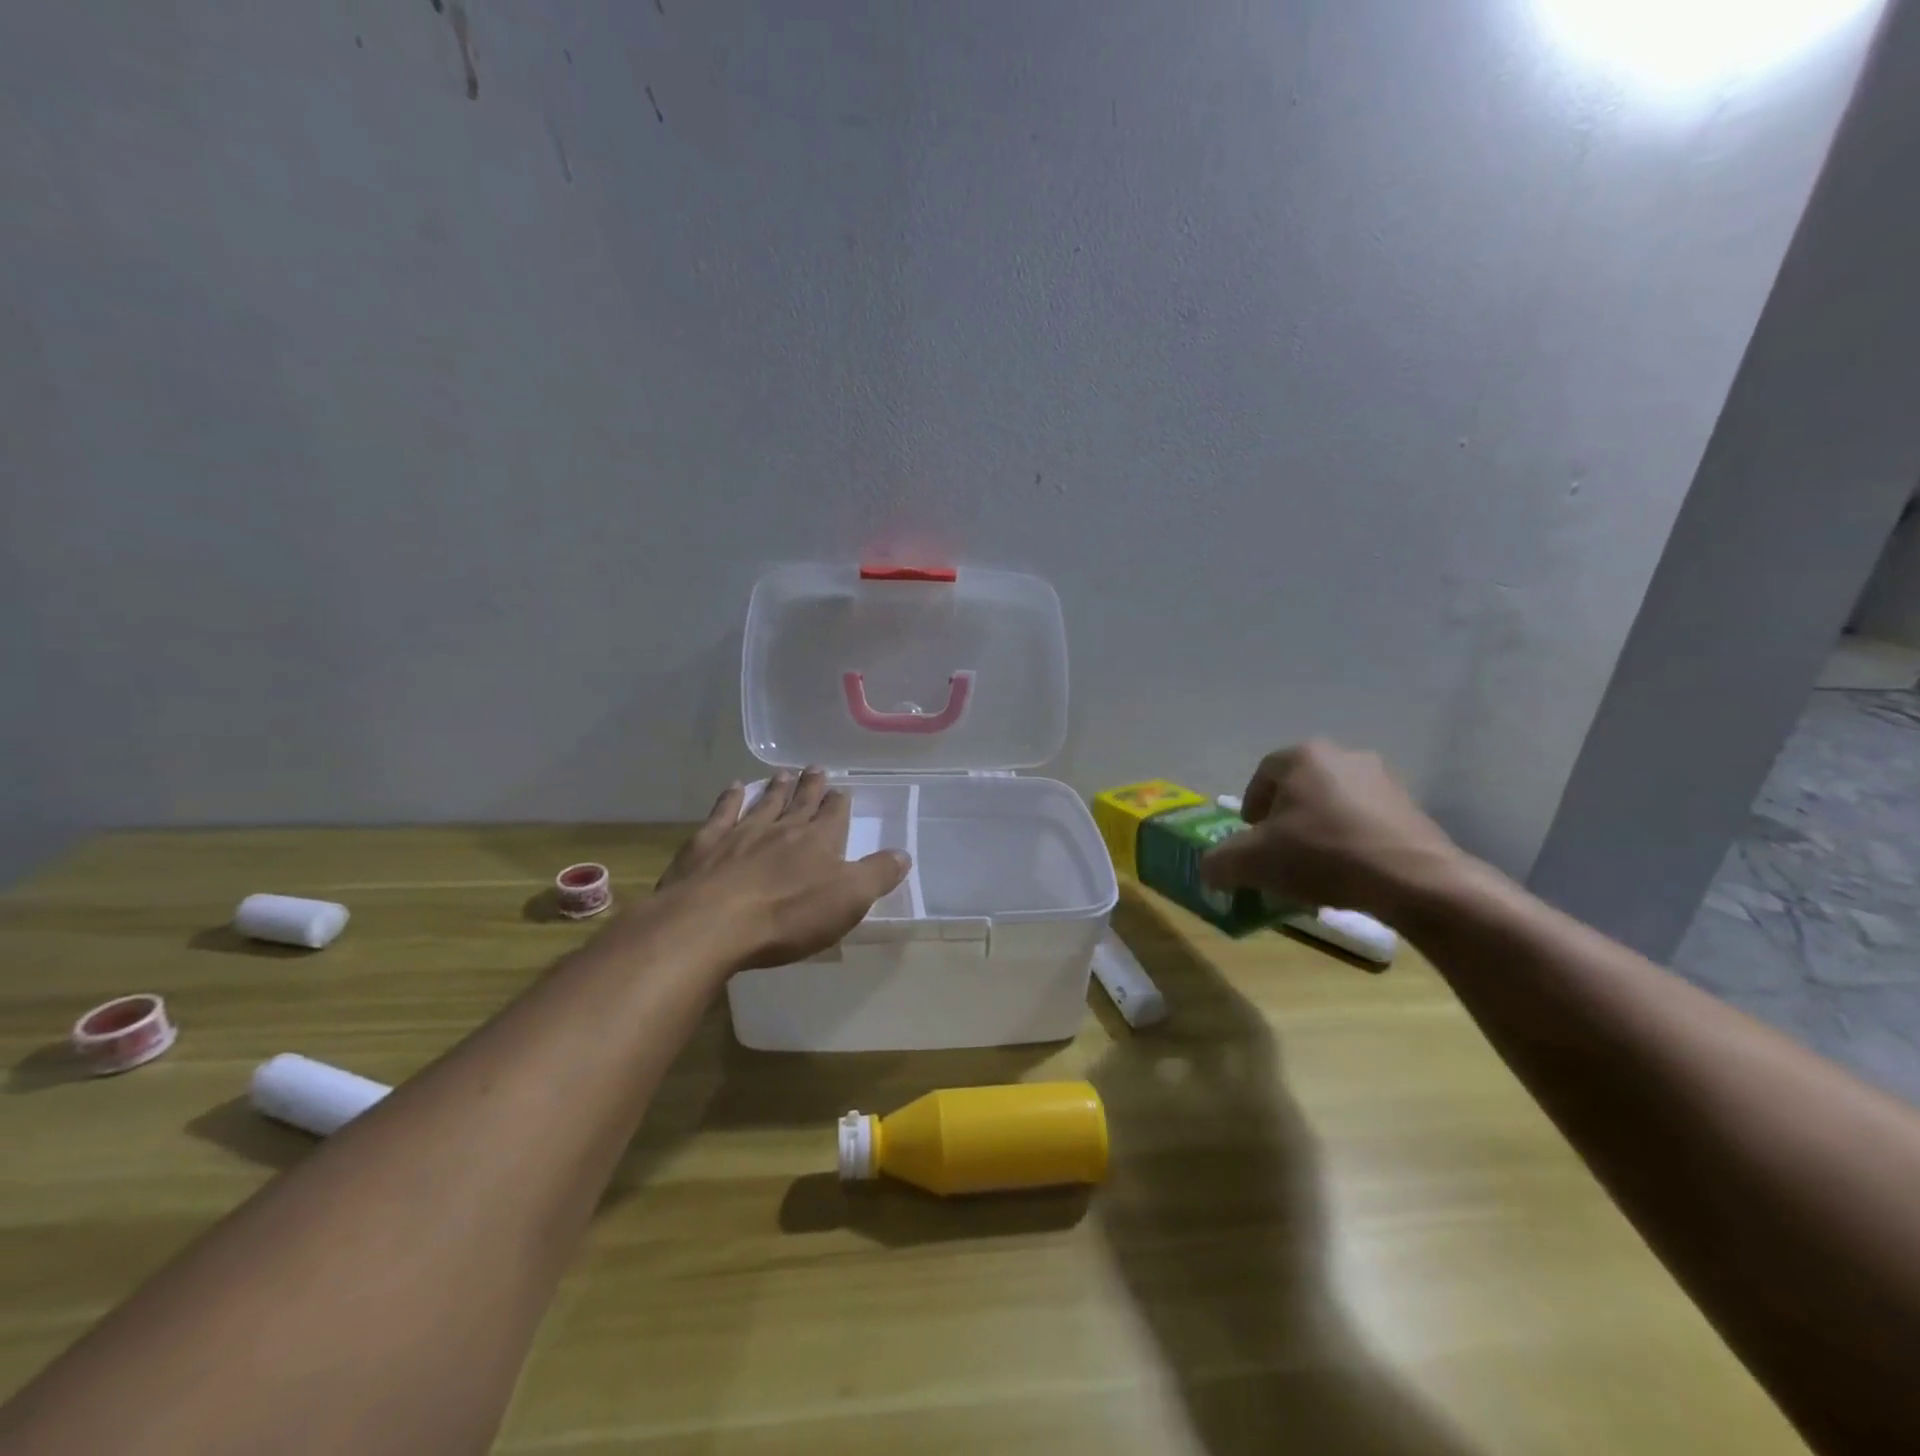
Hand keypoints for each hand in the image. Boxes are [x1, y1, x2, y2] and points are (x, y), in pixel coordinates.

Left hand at [653, 768, 911, 970]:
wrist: (711, 923)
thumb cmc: (787, 916)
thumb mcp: (848, 900)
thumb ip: (877, 875)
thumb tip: (904, 854)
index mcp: (818, 842)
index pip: (834, 815)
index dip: (839, 802)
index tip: (842, 789)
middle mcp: (782, 829)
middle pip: (800, 802)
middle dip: (811, 786)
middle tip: (816, 767)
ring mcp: (741, 833)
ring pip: (764, 803)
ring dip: (775, 788)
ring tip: (783, 772)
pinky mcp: (706, 845)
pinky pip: (722, 812)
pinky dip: (730, 798)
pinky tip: (734, 787)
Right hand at [1200, 739, 1462, 920]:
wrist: (1413, 880)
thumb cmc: (1322, 855)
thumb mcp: (1252, 862)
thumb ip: (1219, 863)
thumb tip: (1210, 871)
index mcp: (1304, 756)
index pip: (1262, 775)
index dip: (1250, 808)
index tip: (1251, 839)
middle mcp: (1344, 756)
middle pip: (1298, 790)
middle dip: (1284, 822)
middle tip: (1278, 855)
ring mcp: (1383, 781)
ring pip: (1332, 806)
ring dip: (1317, 833)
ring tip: (1313, 872)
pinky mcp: (1411, 809)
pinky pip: (1364, 822)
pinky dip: (1349, 843)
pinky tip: (1347, 875)